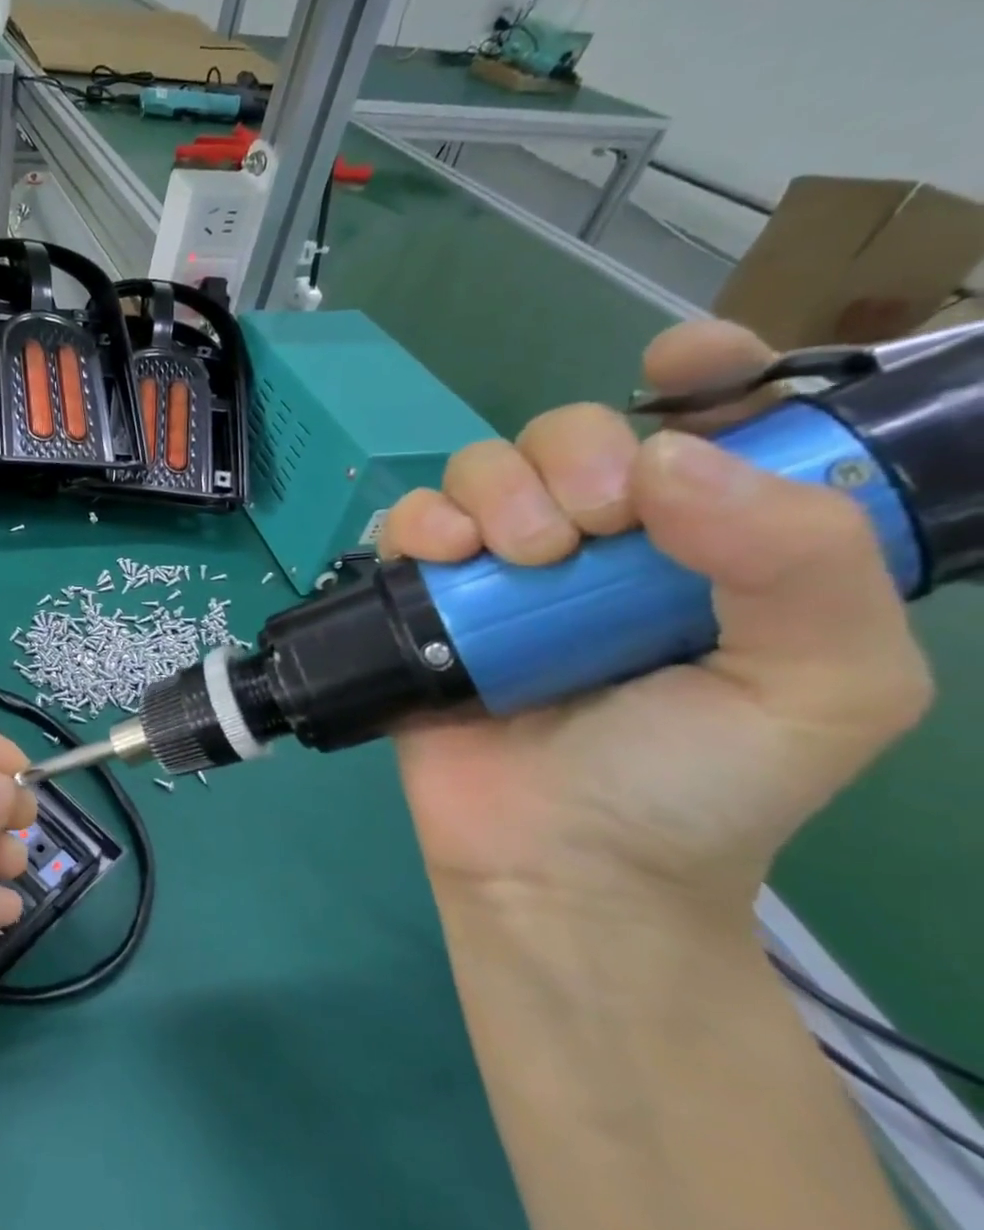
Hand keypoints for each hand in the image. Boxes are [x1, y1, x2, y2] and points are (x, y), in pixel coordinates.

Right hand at [382, 318, 932, 911]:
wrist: (561, 864)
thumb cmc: (697, 785)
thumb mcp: (819, 687)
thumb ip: (801, 562)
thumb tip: (664, 461)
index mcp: (706, 543)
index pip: (705, 422)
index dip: (698, 373)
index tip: (677, 366)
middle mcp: (600, 541)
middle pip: (570, 431)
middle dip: (577, 454)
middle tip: (592, 531)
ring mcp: (501, 567)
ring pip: (481, 466)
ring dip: (497, 490)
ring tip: (519, 560)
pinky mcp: (426, 594)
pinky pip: (409, 520)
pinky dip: (423, 521)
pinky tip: (444, 557)